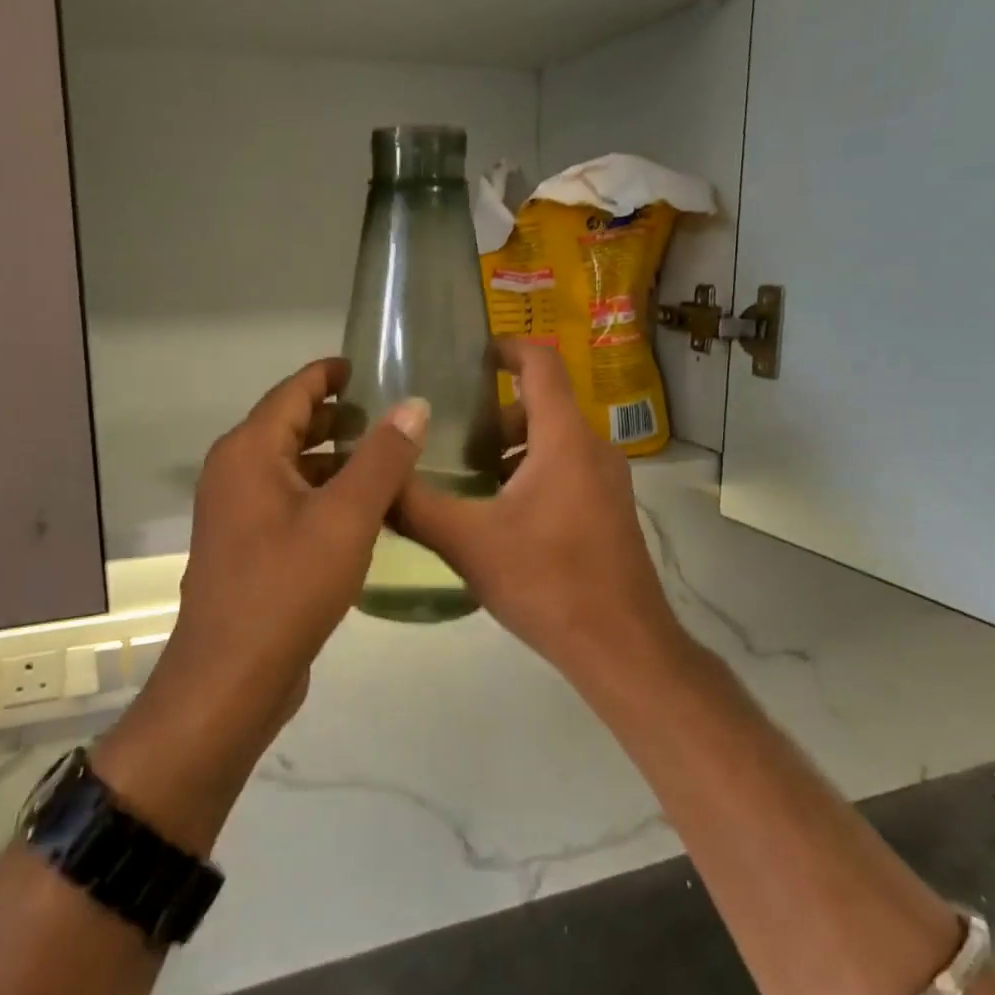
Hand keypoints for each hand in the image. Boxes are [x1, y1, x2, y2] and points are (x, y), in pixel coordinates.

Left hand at [94, 359, 428, 849]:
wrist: (231, 679)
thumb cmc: (287, 587)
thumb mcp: (347, 517)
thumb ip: (383, 457)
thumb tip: (413, 404)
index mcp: (249, 451)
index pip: (294, 391)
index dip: (331, 373)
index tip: (370, 365)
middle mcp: (235, 472)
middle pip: (291, 425)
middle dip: (339, 417)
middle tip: (392, 414)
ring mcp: (238, 512)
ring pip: (293, 466)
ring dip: (336, 459)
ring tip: (389, 459)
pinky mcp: (248, 546)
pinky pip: (290, 501)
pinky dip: (324, 493)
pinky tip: (365, 511)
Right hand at [397, 339, 682, 684]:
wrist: (622, 647)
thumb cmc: (547, 582)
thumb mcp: (468, 543)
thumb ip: (415, 506)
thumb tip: (373, 479)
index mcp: (564, 439)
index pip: (542, 365)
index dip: (507, 347)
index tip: (470, 354)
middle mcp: (593, 449)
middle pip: (543, 404)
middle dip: (495, 412)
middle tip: (450, 432)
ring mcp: (607, 481)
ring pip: (554, 440)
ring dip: (511, 446)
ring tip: (466, 474)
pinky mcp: (608, 510)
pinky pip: (566, 469)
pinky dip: (531, 471)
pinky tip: (498, 512)